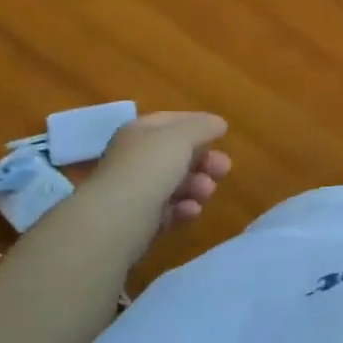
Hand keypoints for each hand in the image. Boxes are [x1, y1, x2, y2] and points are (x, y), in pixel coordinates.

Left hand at [88, 112, 231, 239]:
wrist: (117, 219)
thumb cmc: (150, 167)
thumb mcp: (182, 136)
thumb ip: (203, 126)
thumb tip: (218, 124)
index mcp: (140, 132)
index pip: (172, 121)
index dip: (198, 124)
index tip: (222, 134)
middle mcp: (135, 158)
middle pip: (177, 155)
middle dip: (204, 161)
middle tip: (224, 169)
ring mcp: (136, 190)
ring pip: (175, 184)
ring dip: (197, 186)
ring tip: (207, 193)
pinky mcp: (139, 221)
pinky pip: (168, 210)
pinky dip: (183, 209)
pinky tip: (192, 211)